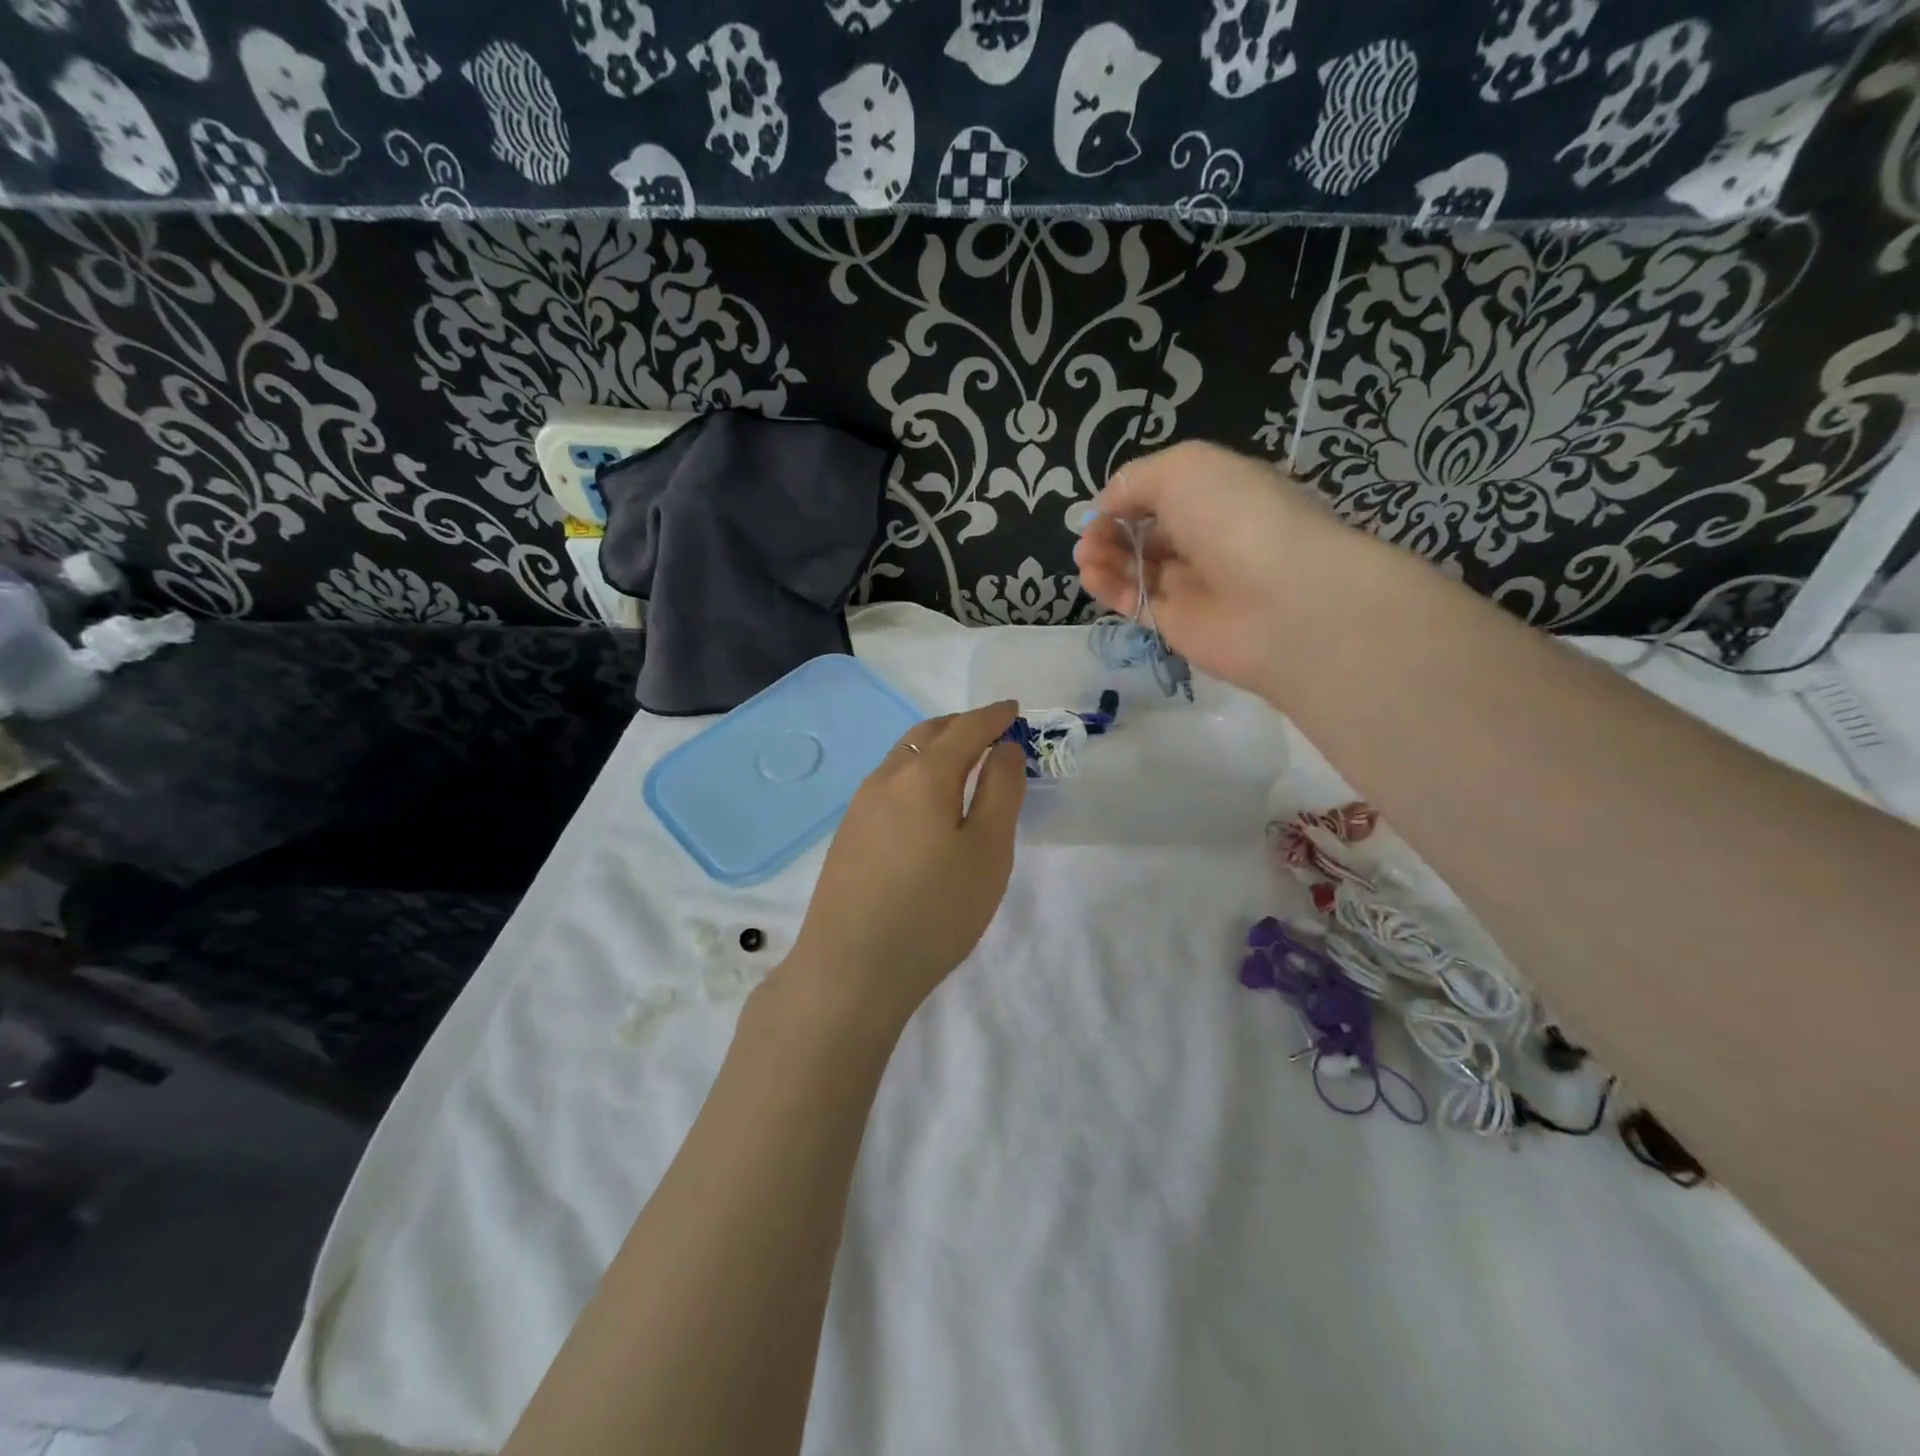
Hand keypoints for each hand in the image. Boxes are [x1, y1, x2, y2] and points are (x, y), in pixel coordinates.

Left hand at [780, 701, 1026, 1034]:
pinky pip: (888, 785)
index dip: (992, 716)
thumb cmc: (934, 911)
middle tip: (990, 731)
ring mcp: (859, 808)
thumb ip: (1000, 792)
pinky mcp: (848, 836)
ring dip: (935, 749)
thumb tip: (1003, 748)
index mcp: (922, 776)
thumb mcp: (987, 852)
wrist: (850, 970)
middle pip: (926, 735)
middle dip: (961, 725)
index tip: (1013, 709)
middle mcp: (885, 780)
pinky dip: (916, 774)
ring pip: (902, 759)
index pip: (964, 729)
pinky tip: (925, 803)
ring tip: (962, 763)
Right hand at [1073, 441, 1350, 699]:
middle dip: (1110, 528)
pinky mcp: (1176, 624)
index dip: (1128, 497)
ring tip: (1086, 555)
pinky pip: (1134, 601)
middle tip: (1089, 535)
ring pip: (1135, 567)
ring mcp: (1192, 584)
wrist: (1282, 603)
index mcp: (1219, 493)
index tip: (1102, 506)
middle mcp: (1207, 537)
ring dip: (1103, 557)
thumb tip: (1106, 506)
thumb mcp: (1184, 469)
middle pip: (1146, 531)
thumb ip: (1135, 480)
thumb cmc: (1236, 518)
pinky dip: (1108, 587)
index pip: (1164, 492)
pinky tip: (1091, 576)